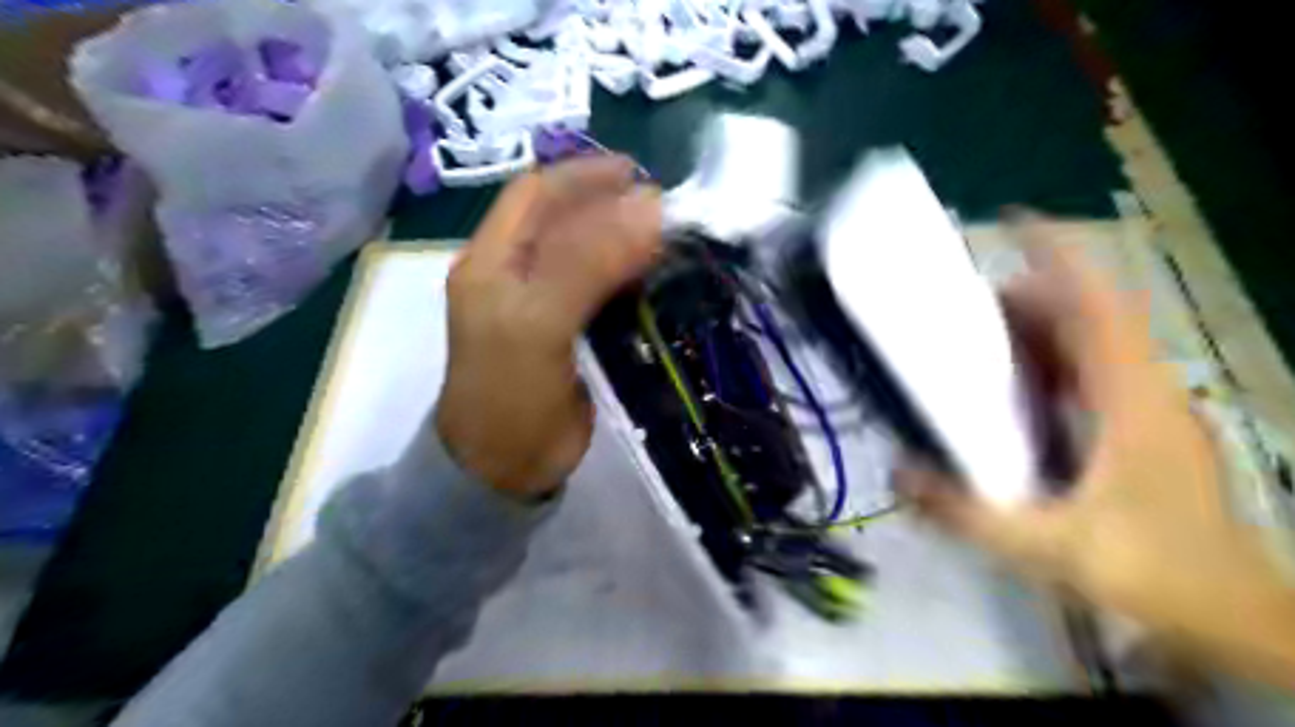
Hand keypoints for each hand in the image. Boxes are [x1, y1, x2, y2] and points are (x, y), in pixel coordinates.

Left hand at [437, 158, 662, 500]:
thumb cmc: (510, 396)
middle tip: (662, 208)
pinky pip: (601, 290)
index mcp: (493, 261)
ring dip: (623, 239)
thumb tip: (650, 207)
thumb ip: (588, 263)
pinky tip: (656, 275)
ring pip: (585, 254)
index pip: (536, 196)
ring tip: (666, 236)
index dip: (583, 176)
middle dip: (609, 205)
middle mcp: (513, 273)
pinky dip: (630, 276)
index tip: (636, 173)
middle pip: (563, 221)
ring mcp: (542, 304)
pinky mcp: (568, 333)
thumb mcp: (540, 323)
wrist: (506, 471)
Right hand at [899, 218, 1294, 689]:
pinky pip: (1091, 375)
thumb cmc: (1151, 569)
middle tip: (962, 306)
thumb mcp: (1047, 546)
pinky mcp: (1142, 428)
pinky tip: (1012, 394)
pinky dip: (1049, 366)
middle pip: (1087, 317)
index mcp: (1130, 397)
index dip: (1058, 254)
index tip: (1012, 220)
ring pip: (1090, 345)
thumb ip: (966, 513)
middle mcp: (1144, 388)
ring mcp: (1149, 407)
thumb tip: (897, 472)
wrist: (1232, 617)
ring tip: (976, 342)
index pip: (1099, 302)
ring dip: (1035, 332)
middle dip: (1025, 297)